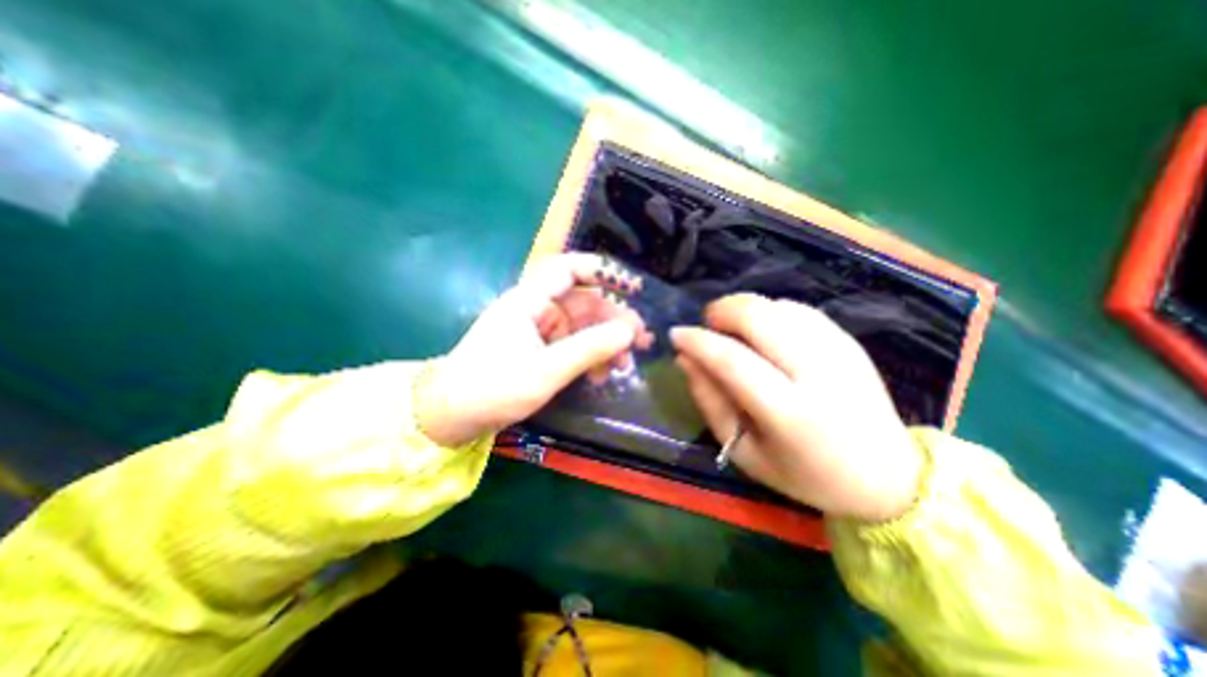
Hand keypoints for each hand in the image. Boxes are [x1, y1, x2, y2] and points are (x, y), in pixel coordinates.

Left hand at [416, 253, 651, 447]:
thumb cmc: (493, 388)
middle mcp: (536, 310)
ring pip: (581, 327)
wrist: (452, 417)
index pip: (568, 269)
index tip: (632, 287)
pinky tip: (603, 374)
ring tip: (626, 364)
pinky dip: (590, 357)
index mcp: (530, 301)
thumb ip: (589, 349)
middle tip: (641, 340)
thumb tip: (629, 331)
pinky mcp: (540, 352)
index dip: (601, 271)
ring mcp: (539, 332)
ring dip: (606, 342)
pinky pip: (573, 347)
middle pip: (583, 302)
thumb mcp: (546, 370)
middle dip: (614, 319)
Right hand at [671, 294, 925, 521]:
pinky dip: (769, 312)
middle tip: (707, 326)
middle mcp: (817, 373)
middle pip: (759, 317)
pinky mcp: (849, 340)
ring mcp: (839, 350)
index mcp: (789, 413)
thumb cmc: (805, 474)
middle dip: (721, 311)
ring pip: (777, 306)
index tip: (676, 335)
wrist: (888, 476)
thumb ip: (710, 402)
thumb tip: (685, 359)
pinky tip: (763, 332)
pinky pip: (797, 309)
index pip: (732, 361)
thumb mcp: (744, 452)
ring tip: (733, 332)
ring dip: (743, 309)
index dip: (698, 342)